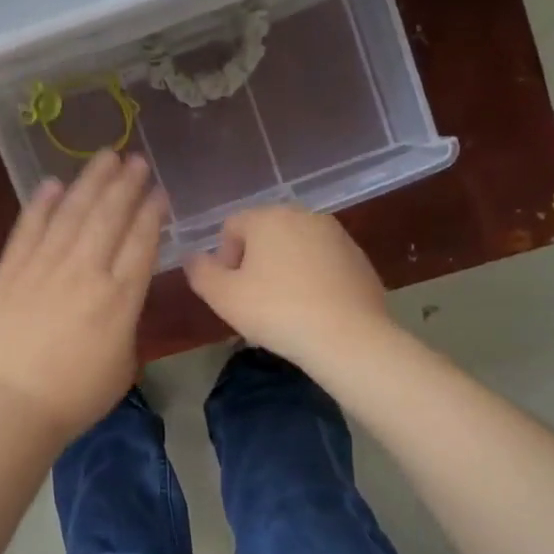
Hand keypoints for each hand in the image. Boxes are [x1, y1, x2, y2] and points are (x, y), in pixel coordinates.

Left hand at [0, 151, 167, 444]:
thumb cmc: (78, 395)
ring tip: (105, 157)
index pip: (141, 241)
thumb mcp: (124, 361)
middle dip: (126, 185)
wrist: (15, 404)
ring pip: (71, 213)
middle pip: (109, 216)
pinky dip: (41, 205)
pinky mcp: (11, 270)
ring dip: (90, 182)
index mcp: (120, 297)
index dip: (151, 212)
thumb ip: (127, 318)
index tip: (158, 191)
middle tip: (136, 160)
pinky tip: (52, 184)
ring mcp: (44, 267)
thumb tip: (120, 290)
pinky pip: (28, 229)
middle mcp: (85, 271)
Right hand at [182, 207, 395, 367]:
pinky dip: (312, 278)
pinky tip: (313, 310)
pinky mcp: (359, 258)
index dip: (223, 259)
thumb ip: (200, 271)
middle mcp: (304, 215)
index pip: (231, 227)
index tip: (231, 291)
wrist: (348, 338)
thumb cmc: (276, 311)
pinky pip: (322, 263)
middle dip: (254, 262)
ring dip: (283, 269)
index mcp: (268, 217)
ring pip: (295, 247)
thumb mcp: (222, 296)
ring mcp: (337, 235)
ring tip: (284, 307)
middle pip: (264, 233)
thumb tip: (193, 258)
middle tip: (254, 300)